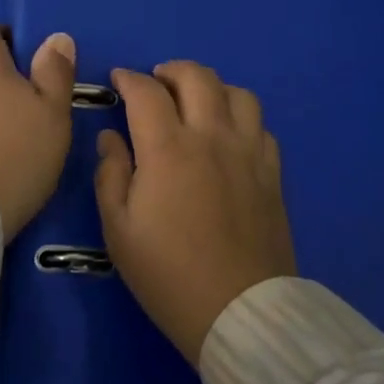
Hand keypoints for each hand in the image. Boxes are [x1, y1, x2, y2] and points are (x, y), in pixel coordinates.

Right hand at [94, 61, 296, 365]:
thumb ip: (111, 174)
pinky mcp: (272, 172)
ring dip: (212, 87)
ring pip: (237, 93)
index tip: (118, 79)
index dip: (129, 79)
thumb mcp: (118, 229)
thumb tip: (111, 137)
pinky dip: (241, 117)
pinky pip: (261, 125)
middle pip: (197, 77)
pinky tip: (229, 134)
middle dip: (171, 70)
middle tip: (156, 82)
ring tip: (196, 102)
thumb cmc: (168, 274)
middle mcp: (211, 136)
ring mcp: (248, 152)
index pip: (146, 92)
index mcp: (168, 148)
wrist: (239, 313)